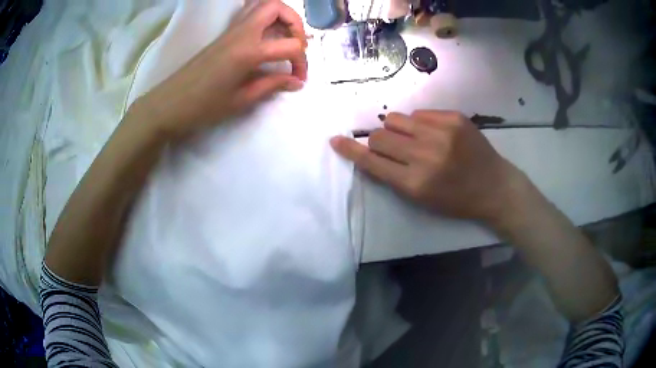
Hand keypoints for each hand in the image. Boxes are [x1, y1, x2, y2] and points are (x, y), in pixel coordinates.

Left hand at [134, 0, 307, 138]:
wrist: (169, 103)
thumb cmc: (203, 106)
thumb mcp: (241, 100)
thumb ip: (272, 85)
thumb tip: (296, 82)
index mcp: (247, 52)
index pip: (290, 46)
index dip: (301, 63)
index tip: (298, 80)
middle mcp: (241, 33)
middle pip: (276, 7)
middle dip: (295, 22)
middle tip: (296, 44)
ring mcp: (230, 30)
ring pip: (261, 5)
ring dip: (279, 16)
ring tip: (284, 38)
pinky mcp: (224, 33)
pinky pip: (248, 13)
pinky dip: (264, 18)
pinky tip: (266, 36)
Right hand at [331, 110, 525, 224]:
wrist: (495, 187)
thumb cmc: (456, 200)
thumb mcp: (421, 200)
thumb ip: (393, 176)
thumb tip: (371, 150)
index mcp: (414, 183)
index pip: (371, 161)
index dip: (351, 150)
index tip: (336, 140)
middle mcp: (425, 155)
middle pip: (379, 136)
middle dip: (379, 141)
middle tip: (393, 147)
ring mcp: (441, 133)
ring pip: (395, 118)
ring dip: (397, 129)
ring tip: (413, 138)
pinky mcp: (454, 118)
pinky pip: (419, 113)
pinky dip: (419, 123)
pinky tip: (434, 134)